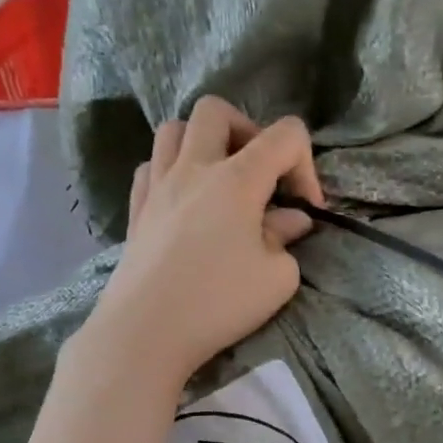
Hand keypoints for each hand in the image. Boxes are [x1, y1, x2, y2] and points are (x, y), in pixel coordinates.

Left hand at [90, 97, 322, 385]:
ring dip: (203, 143)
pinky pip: (151, 165)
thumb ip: (287, 239)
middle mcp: (194, 168)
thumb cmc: (220, 303)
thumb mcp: (277, 278)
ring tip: (219, 181)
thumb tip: (290, 221)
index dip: (306, 164)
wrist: (147, 330)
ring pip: (174, 129)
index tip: (306, 208)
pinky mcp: (136, 208)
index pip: (285, 135)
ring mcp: (158, 185)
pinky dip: (172, 171)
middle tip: (259, 175)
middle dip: (248, 132)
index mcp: (237, 179)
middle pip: (217, 111)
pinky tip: (185, 201)